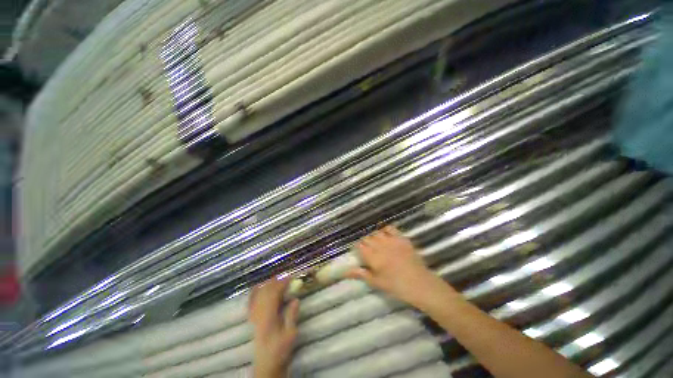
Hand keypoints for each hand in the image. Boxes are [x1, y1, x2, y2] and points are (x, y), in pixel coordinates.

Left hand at [249, 277, 299, 377]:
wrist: (266, 366)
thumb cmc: (280, 351)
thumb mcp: (290, 336)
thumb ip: (291, 316)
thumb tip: (295, 299)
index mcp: (268, 318)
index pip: (274, 295)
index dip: (282, 284)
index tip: (291, 277)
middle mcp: (259, 315)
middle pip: (265, 293)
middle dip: (275, 282)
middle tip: (285, 276)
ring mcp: (254, 317)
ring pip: (258, 296)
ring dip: (266, 285)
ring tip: (275, 278)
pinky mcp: (252, 321)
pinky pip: (250, 304)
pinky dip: (253, 294)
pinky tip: (256, 287)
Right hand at [346, 225, 455, 309]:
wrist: (419, 284)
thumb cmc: (396, 286)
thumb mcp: (376, 282)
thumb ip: (361, 274)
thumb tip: (345, 271)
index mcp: (373, 257)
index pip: (359, 246)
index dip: (358, 248)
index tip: (360, 253)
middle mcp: (380, 245)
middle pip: (367, 238)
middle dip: (366, 243)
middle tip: (369, 251)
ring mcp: (391, 240)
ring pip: (377, 233)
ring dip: (374, 237)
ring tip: (377, 244)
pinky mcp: (401, 238)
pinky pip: (390, 228)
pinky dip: (385, 230)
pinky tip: (386, 235)